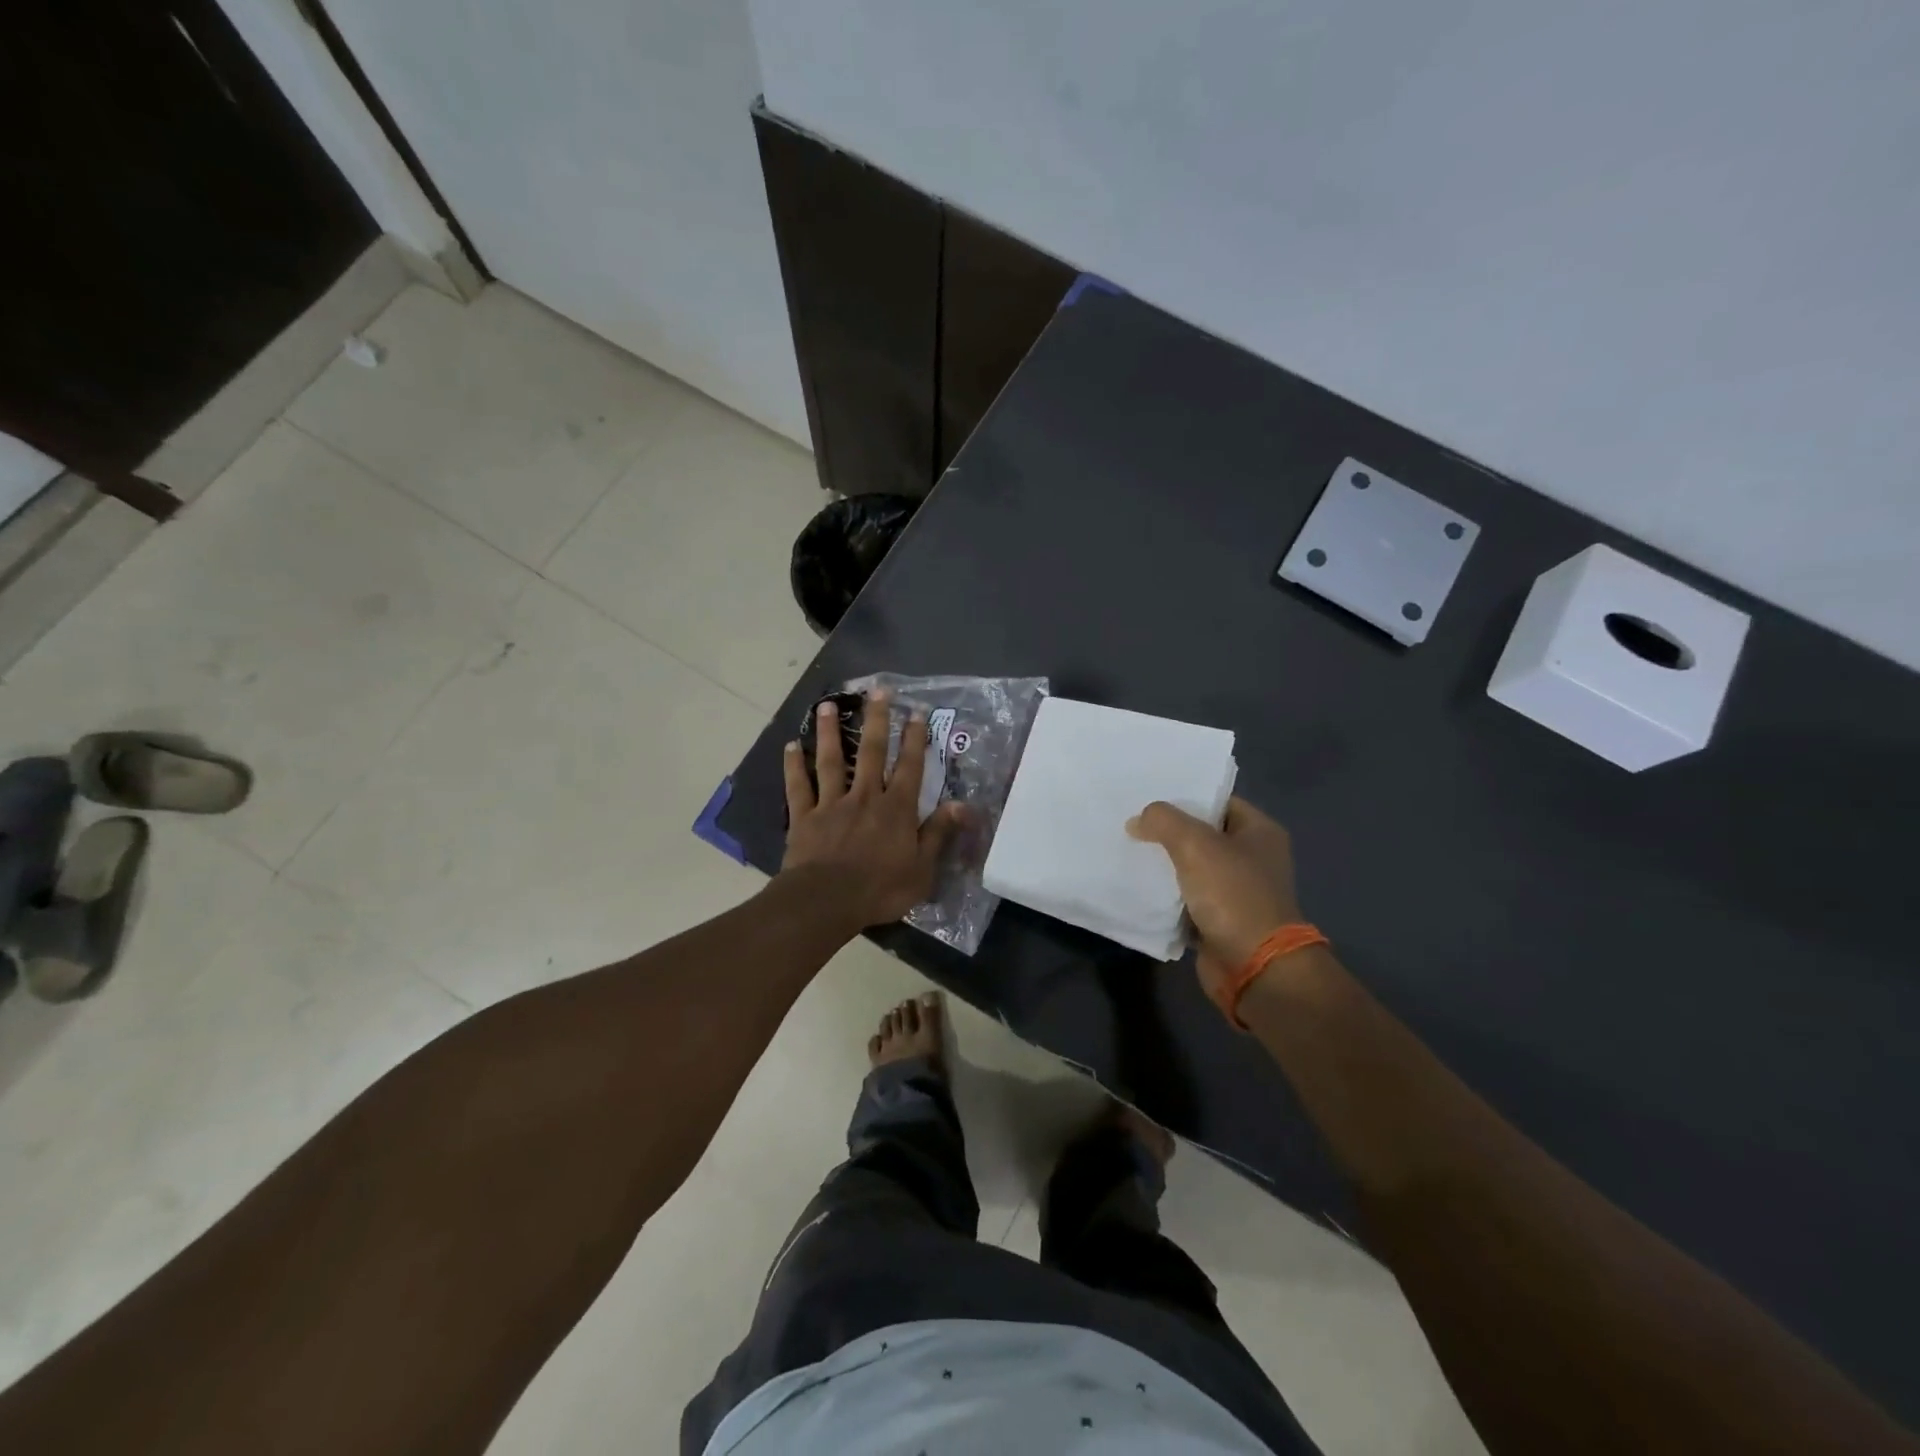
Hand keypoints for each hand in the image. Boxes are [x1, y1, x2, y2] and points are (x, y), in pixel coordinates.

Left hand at [780, 692, 963, 928]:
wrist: (826, 901)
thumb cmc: (880, 889)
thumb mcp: (922, 869)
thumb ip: (939, 833)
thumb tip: (962, 804)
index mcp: (896, 809)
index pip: (909, 767)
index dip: (914, 739)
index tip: (916, 712)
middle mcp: (864, 797)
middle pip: (871, 752)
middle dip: (876, 719)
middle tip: (877, 690)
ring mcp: (831, 804)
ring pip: (831, 761)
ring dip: (830, 732)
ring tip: (828, 705)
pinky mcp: (804, 817)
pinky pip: (798, 787)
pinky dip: (793, 766)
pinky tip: (790, 746)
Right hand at [1126, 796, 1302, 1004]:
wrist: (1254, 967)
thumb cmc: (1233, 895)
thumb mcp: (1195, 845)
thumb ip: (1163, 821)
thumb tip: (1138, 820)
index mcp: (1260, 832)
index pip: (1218, 801)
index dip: (1186, 796)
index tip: (1149, 796)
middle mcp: (1252, 858)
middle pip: (1202, 834)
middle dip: (1168, 831)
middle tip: (1131, 821)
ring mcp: (1237, 892)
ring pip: (1191, 867)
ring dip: (1164, 864)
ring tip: (1127, 849)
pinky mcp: (1220, 920)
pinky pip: (1186, 898)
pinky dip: (1166, 895)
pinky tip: (1137, 885)